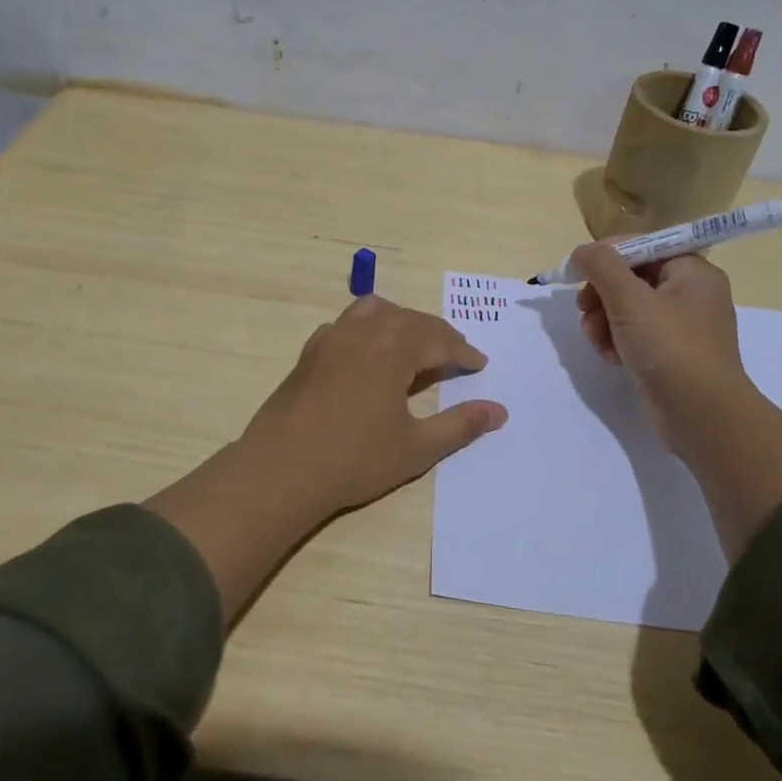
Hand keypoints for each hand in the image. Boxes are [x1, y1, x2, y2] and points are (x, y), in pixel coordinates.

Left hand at [238, 294, 507, 515]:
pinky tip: (369, 353)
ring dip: (402, 322)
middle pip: (411, 320)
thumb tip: (499, 411)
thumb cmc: (355, 460)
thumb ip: (460, 426)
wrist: (281, 469)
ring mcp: (332, 338)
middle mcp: (364, 332)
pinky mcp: (310, 351)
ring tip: (415, 345)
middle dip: (438, 335)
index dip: (464, 353)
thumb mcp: (416, 448)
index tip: (480, 366)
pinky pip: (348, 324)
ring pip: (377, 311)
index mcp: (394, 348)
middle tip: (456, 356)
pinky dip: (369, 328)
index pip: (440, 340)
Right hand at [572, 244, 746, 460]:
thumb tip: (582, 251)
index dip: (606, 255)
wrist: (703, 416)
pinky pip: (634, 334)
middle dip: (601, 294)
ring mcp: (681, 326)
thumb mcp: (630, 300)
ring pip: (627, 308)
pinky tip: (610, 358)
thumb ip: (602, 267)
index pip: (642, 246)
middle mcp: (690, 293)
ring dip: (603, 321)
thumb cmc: (670, 349)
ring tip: (597, 341)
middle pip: (630, 277)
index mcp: (691, 271)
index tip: (577, 273)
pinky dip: (617, 341)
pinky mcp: (670, 353)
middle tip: (584, 310)